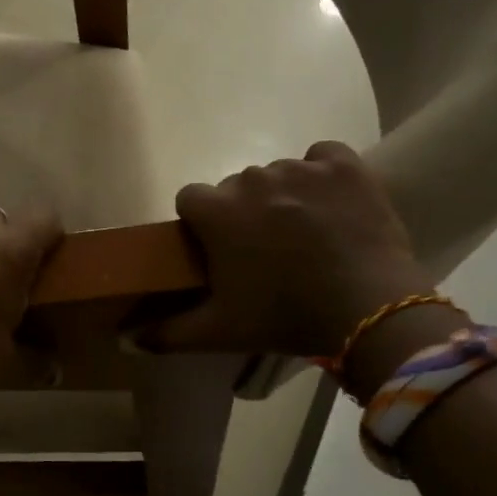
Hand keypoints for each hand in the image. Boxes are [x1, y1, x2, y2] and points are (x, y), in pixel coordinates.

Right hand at [141, 143, 431, 359]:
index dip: (200, 223)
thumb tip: (127, 339)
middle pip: (234, 186)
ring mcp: (300, 168)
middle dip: (242, 212)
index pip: (190, 198)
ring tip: (305, 234)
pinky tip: (330, 202)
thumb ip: (167, 333)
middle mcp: (252, 179)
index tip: (217, 249)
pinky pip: (321, 156)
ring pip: (277, 174)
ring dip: (282, 196)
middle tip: (264, 251)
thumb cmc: (284, 317)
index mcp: (217, 212)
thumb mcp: (220, 331)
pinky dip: (322, 173)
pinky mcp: (344, 166)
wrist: (369, 309)